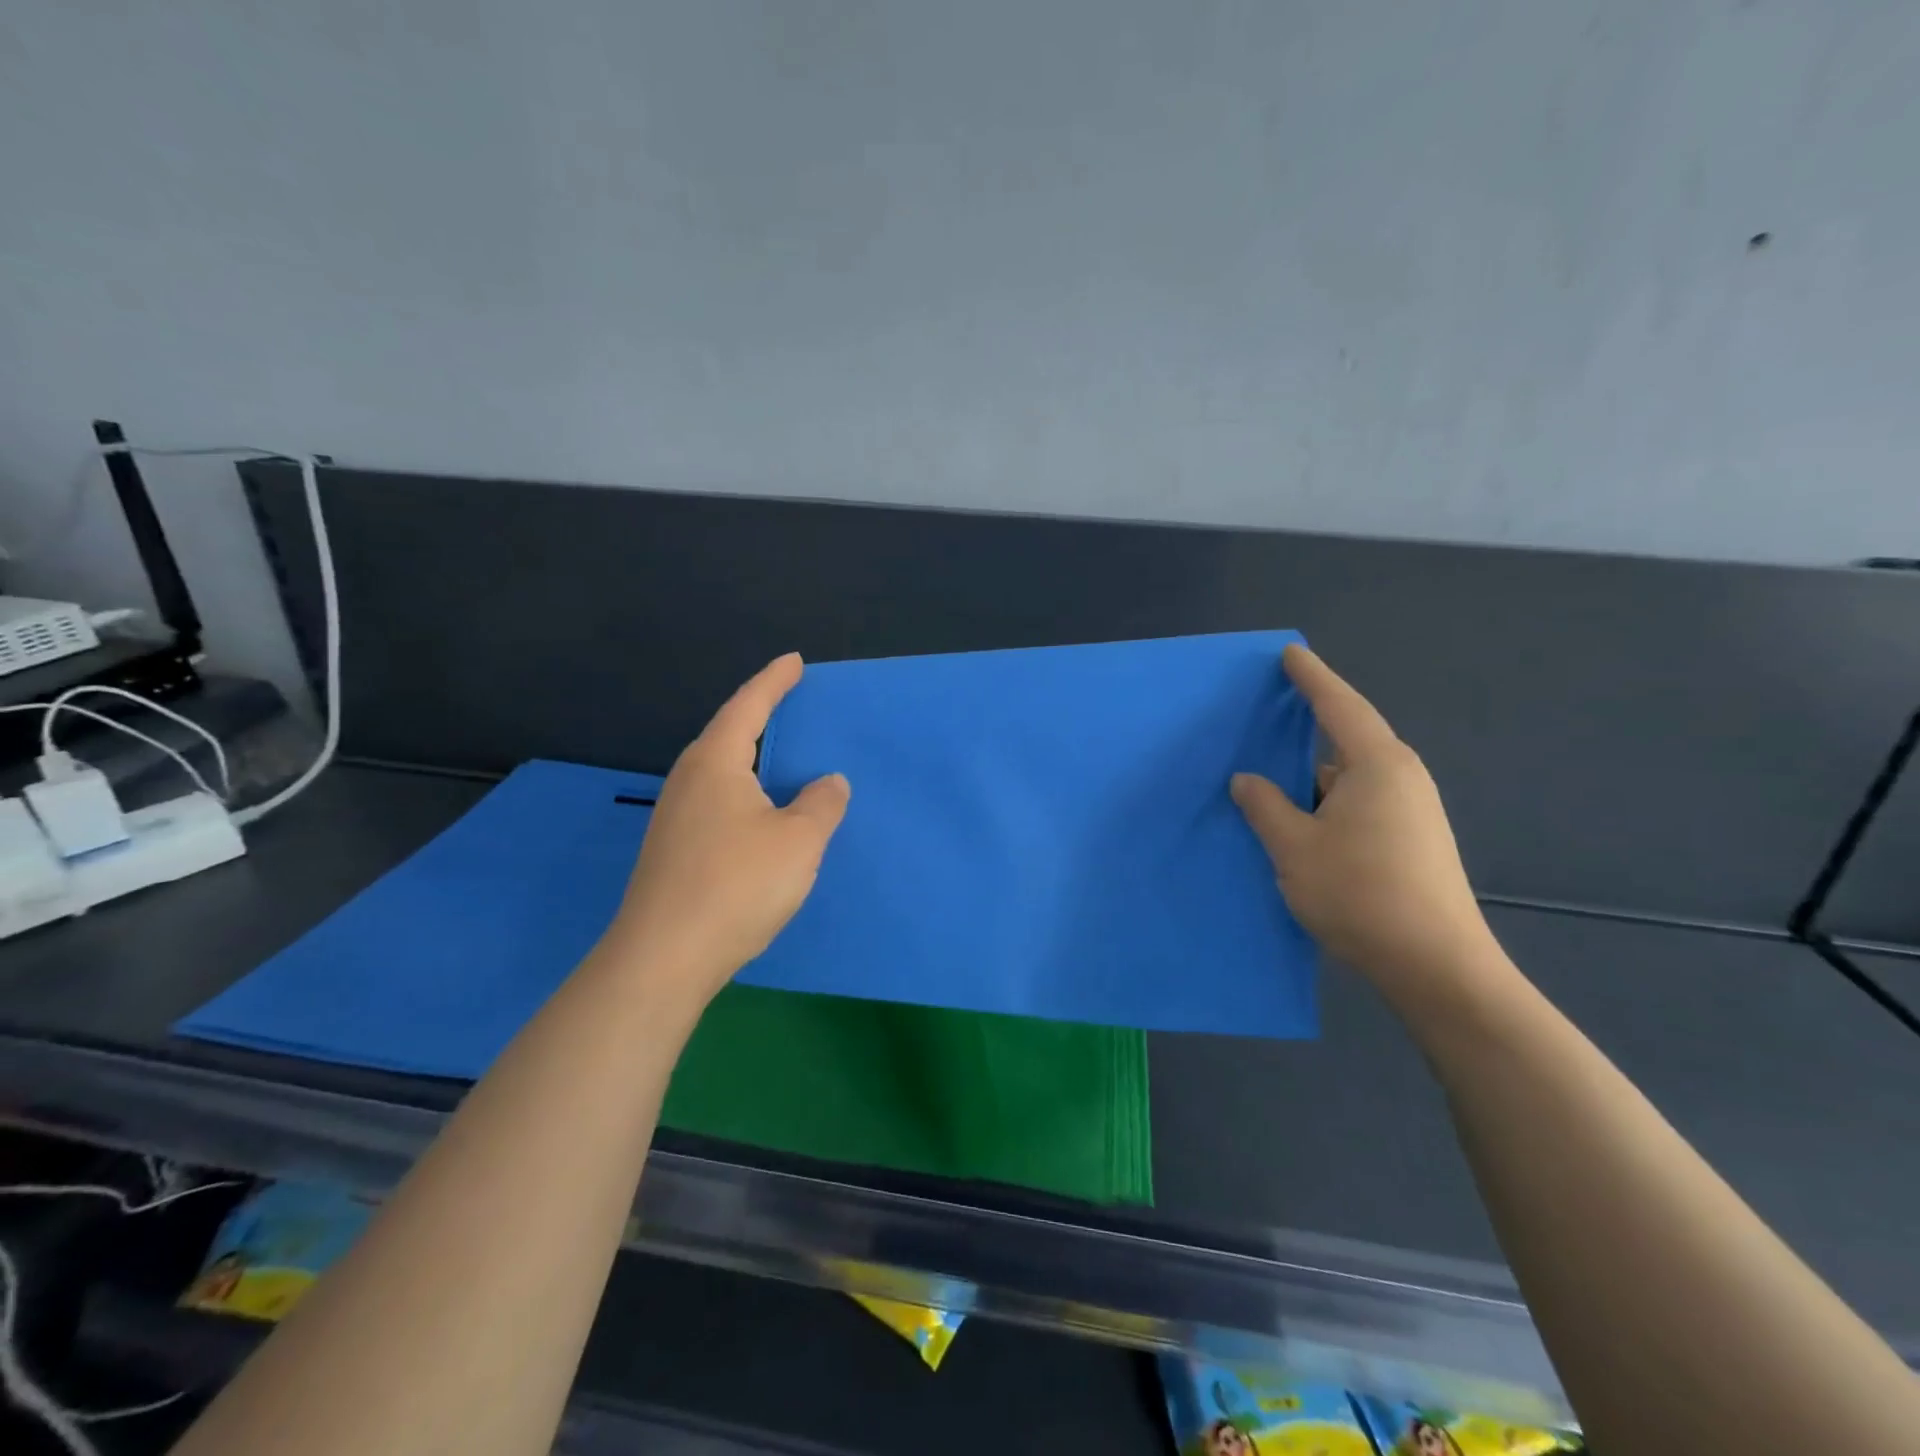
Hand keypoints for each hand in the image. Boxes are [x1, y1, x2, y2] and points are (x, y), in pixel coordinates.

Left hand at [605, 654, 849, 1004]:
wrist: (662, 958)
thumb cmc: (736, 885)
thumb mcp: (798, 841)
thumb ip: (821, 804)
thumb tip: (828, 781)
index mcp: (717, 763)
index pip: (749, 706)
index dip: (774, 681)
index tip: (794, 661)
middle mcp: (689, 780)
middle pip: (728, 734)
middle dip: (760, 716)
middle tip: (791, 704)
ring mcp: (676, 816)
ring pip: (721, 771)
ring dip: (752, 758)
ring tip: (781, 757)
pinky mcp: (674, 849)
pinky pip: (717, 801)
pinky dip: (745, 792)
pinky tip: (761, 813)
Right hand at [1231, 644, 1497, 1003]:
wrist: (1436, 966)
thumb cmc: (1360, 893)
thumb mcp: (1294, 847)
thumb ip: (1264, 805)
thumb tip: (1247, 779)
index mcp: (1377, 765)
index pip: (1339, 705)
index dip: (1310, 677)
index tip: (1288, 654)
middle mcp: (1401, 778)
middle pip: (1347, 738)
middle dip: (1307, 728)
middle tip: (1266, 720)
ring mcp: (1412, 811)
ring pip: (1349, 777)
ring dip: (1311, 777)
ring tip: (1269, 782)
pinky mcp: (1412, 840)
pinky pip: (1359, 802)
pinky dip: (1326, 802)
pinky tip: (1300, 823)